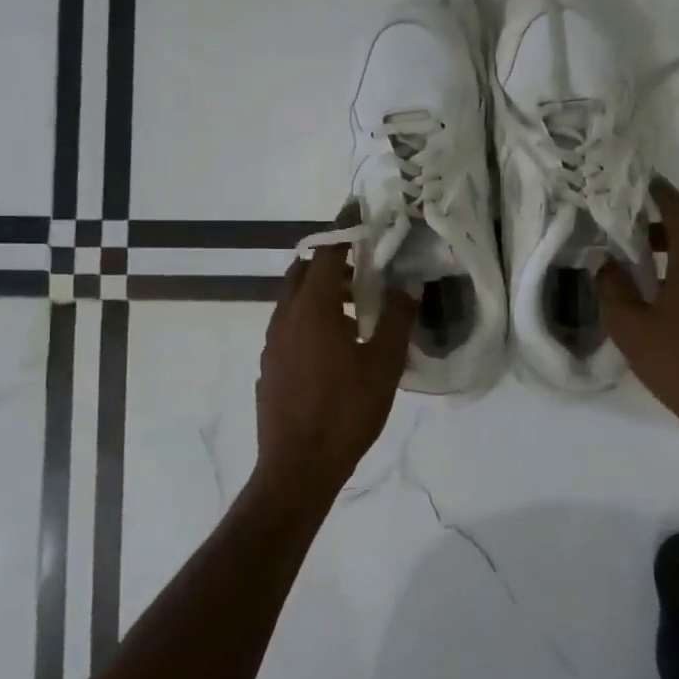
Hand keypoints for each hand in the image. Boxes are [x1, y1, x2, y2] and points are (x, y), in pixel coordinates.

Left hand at [254, 243, 414, 500]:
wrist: (297, 467)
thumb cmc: (346, 412)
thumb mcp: (383, 365)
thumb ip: (398, 319)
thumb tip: (409, 285)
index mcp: (314, 308)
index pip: (328, 252)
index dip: (345, 229)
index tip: (360, 211)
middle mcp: (285, 315)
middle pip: (305, 271)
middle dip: (333, 259)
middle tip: (365, 266)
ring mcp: (272, 341)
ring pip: (294, 298)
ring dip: (322, 290)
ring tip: (357, 307)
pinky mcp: (268, 363)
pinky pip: (289, 324)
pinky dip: (310, 316)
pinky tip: (334, 343)